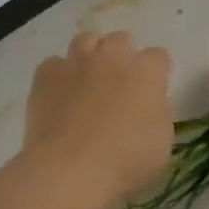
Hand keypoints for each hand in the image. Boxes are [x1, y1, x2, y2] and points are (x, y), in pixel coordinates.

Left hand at [23, 31, 173, 206]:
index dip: (156, 73)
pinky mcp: (46, 75)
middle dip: (122, 56)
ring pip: (86, 40)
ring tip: (88, 79)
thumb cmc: (126, 161)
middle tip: (119, 84)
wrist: (70, 169)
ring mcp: (77, 62)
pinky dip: (58, 75)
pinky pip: (54, 64)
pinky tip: (59, 94)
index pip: (159, 57)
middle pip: (121, 40)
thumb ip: (157, 115)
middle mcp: (113, 57)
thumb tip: (147, 107)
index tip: (152, 92)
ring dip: (90, 54)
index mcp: (147, 72)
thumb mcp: (162, 143)